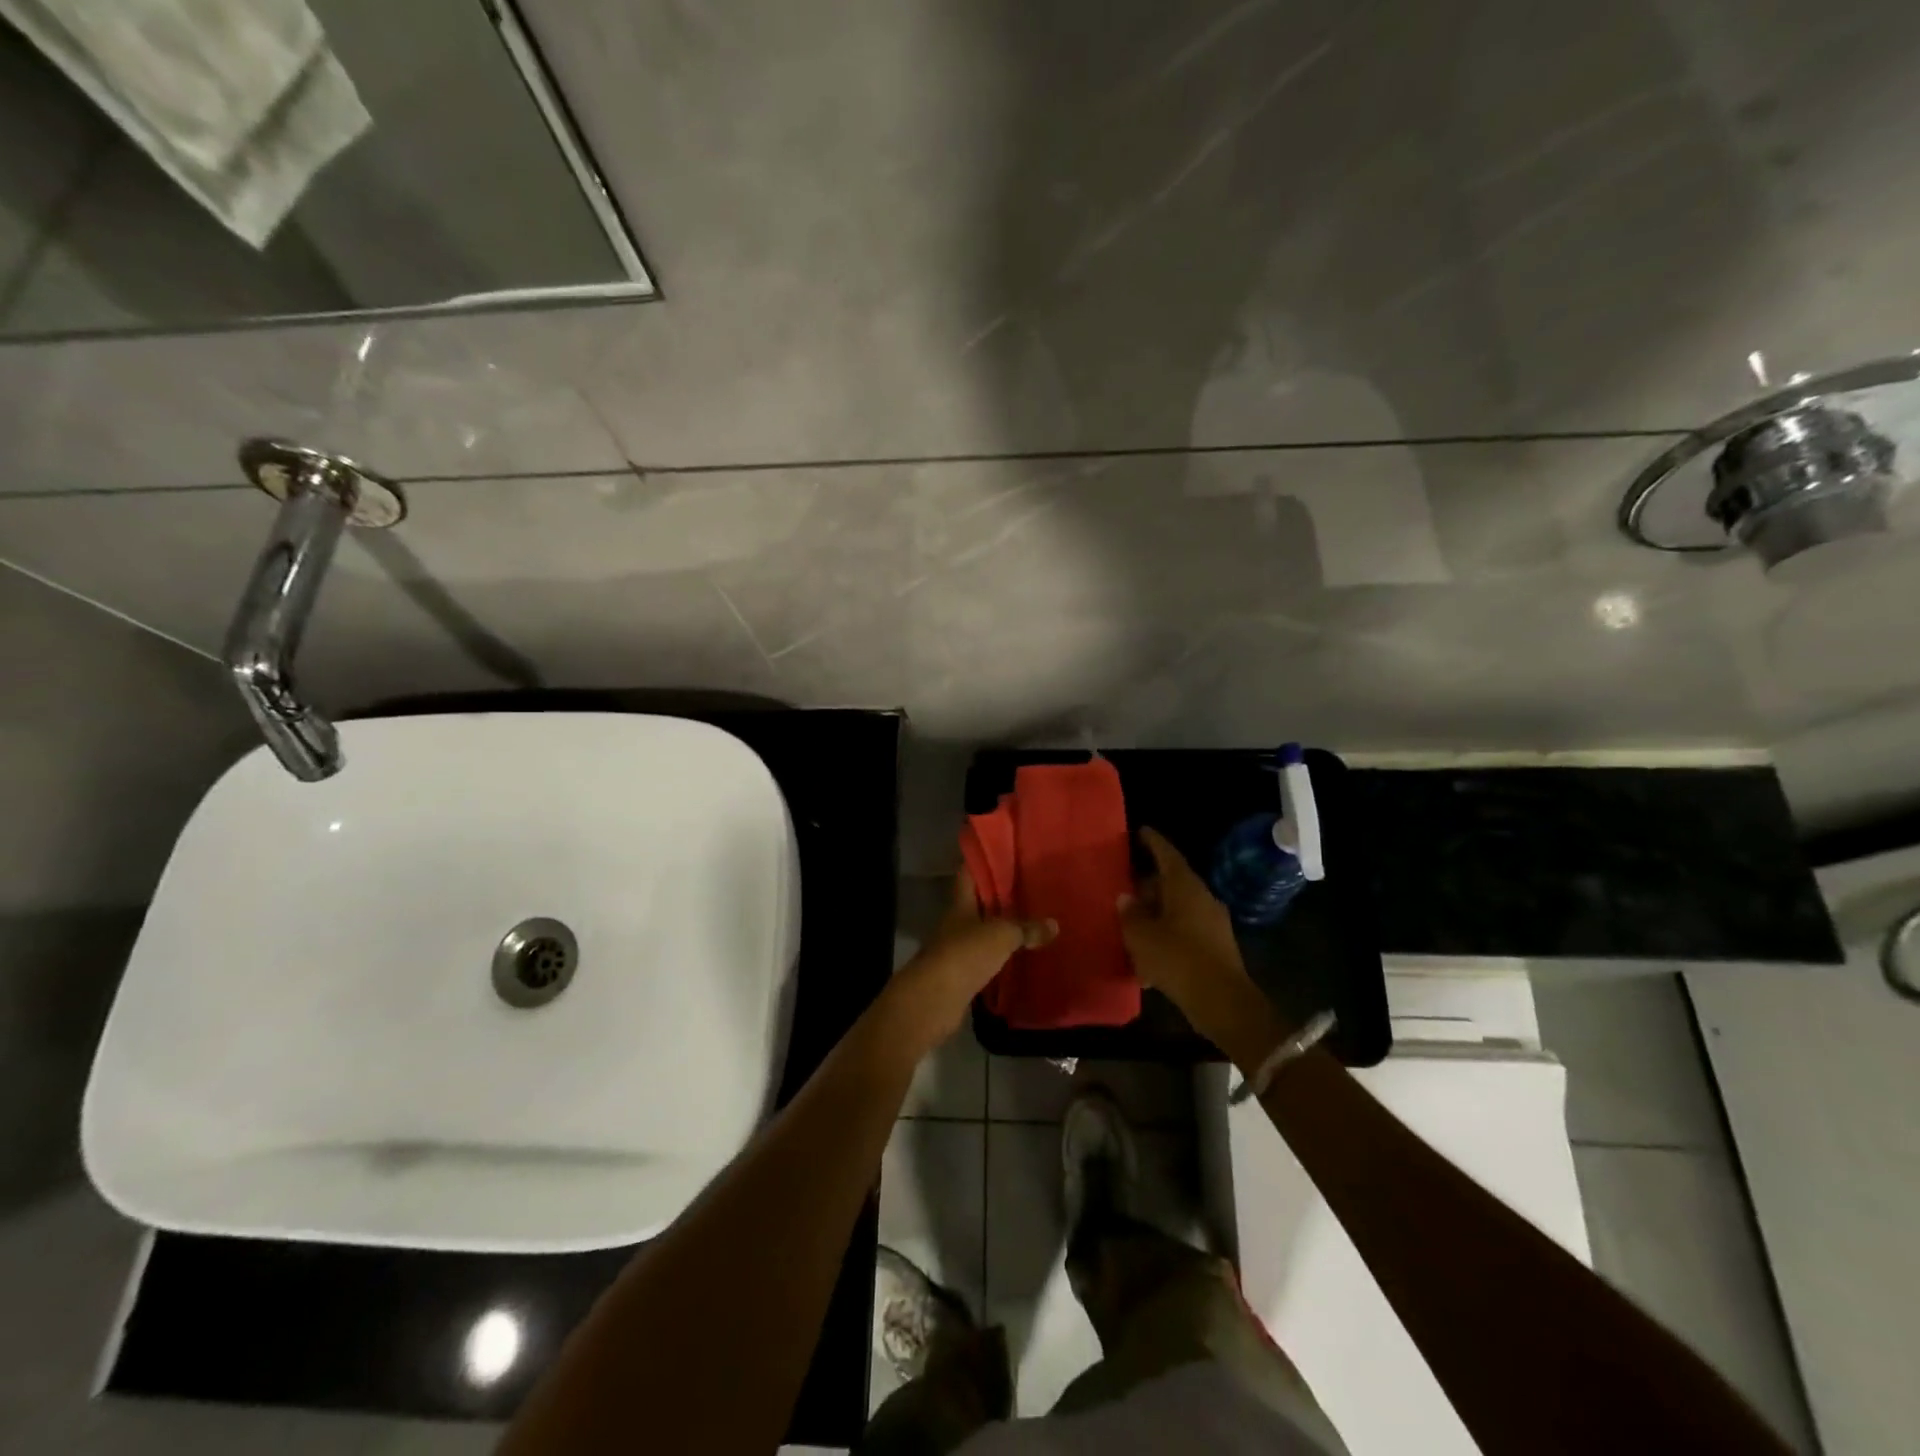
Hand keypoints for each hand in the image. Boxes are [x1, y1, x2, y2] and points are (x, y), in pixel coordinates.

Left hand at [885, 869, 1055, 1055]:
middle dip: (1000, 897)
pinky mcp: (962, 976)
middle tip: (1030, 888)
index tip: (1005, 854)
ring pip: (983, 932)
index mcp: (960, 904)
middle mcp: (956, 923)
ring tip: (1032, 921)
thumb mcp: (1001, 935)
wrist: (935, 999)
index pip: (968, 874)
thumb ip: (1026, 928)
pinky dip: (1001, 958)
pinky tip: (1021, 957)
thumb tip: (1055, 924)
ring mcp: (957, 950)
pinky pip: (986, 960)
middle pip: (978, 904)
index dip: (983, 862)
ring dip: (1002, 929)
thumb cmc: (964, 954)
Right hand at [1118, 828, 1258, 1044]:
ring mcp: (1212, 923)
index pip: (1167, 854)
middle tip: (1124, 886)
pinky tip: (1146, 956)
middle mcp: (1202, 898)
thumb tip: (1126, 898)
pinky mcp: (1215, 947)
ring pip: (1177, 909)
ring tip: (1131, 923)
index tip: (1140, 831)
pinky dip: (1165, 935)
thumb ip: (1130, 914)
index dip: (1153, 842)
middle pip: (1172, 882)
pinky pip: (1184, 931)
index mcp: (1185, 887)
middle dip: (1148, 884)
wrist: (1222, 1002)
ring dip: (1155, 913)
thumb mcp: (1141, 936)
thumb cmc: (1178, 959)